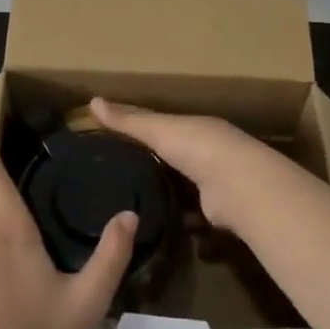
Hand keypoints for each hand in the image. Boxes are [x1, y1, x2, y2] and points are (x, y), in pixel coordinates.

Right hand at [89, 98, 285, 230]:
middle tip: (114, 177)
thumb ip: (128, 120)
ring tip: (128, 204)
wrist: (238, 186)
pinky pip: (189, 215)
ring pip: (182, 187)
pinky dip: (175, 220)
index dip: (140, 130)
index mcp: (195, 127)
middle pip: (173, 157)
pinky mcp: (214, 212)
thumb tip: (92, 101)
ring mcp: (213, 183)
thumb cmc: (197, 147)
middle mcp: (207, 152)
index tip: (112, 140)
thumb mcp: (158, 129)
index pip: (163, 126)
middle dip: (152, 165)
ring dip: (164, 194)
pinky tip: (151, 226)